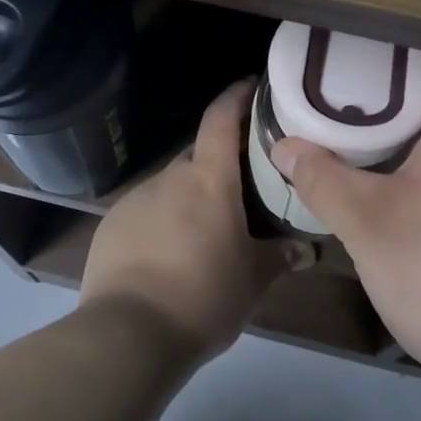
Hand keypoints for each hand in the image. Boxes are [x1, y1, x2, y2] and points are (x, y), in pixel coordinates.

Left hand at [82, 81, 313, 362]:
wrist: (128, 334)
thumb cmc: (203, 296)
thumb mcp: (252, 280)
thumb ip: (281, 257)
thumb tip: (308, 250)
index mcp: (208, 178)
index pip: (221, 118)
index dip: (237, 96)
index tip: (252, 86)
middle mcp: (170, 177)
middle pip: (199, 155)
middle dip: (220, 164)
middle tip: (243, 187)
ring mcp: (136, 198)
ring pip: (172, 185)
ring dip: (190, 197)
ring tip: (206, 230)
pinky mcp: (111, 224)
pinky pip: (146, 210)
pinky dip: (162, 220)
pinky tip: (169, 254)